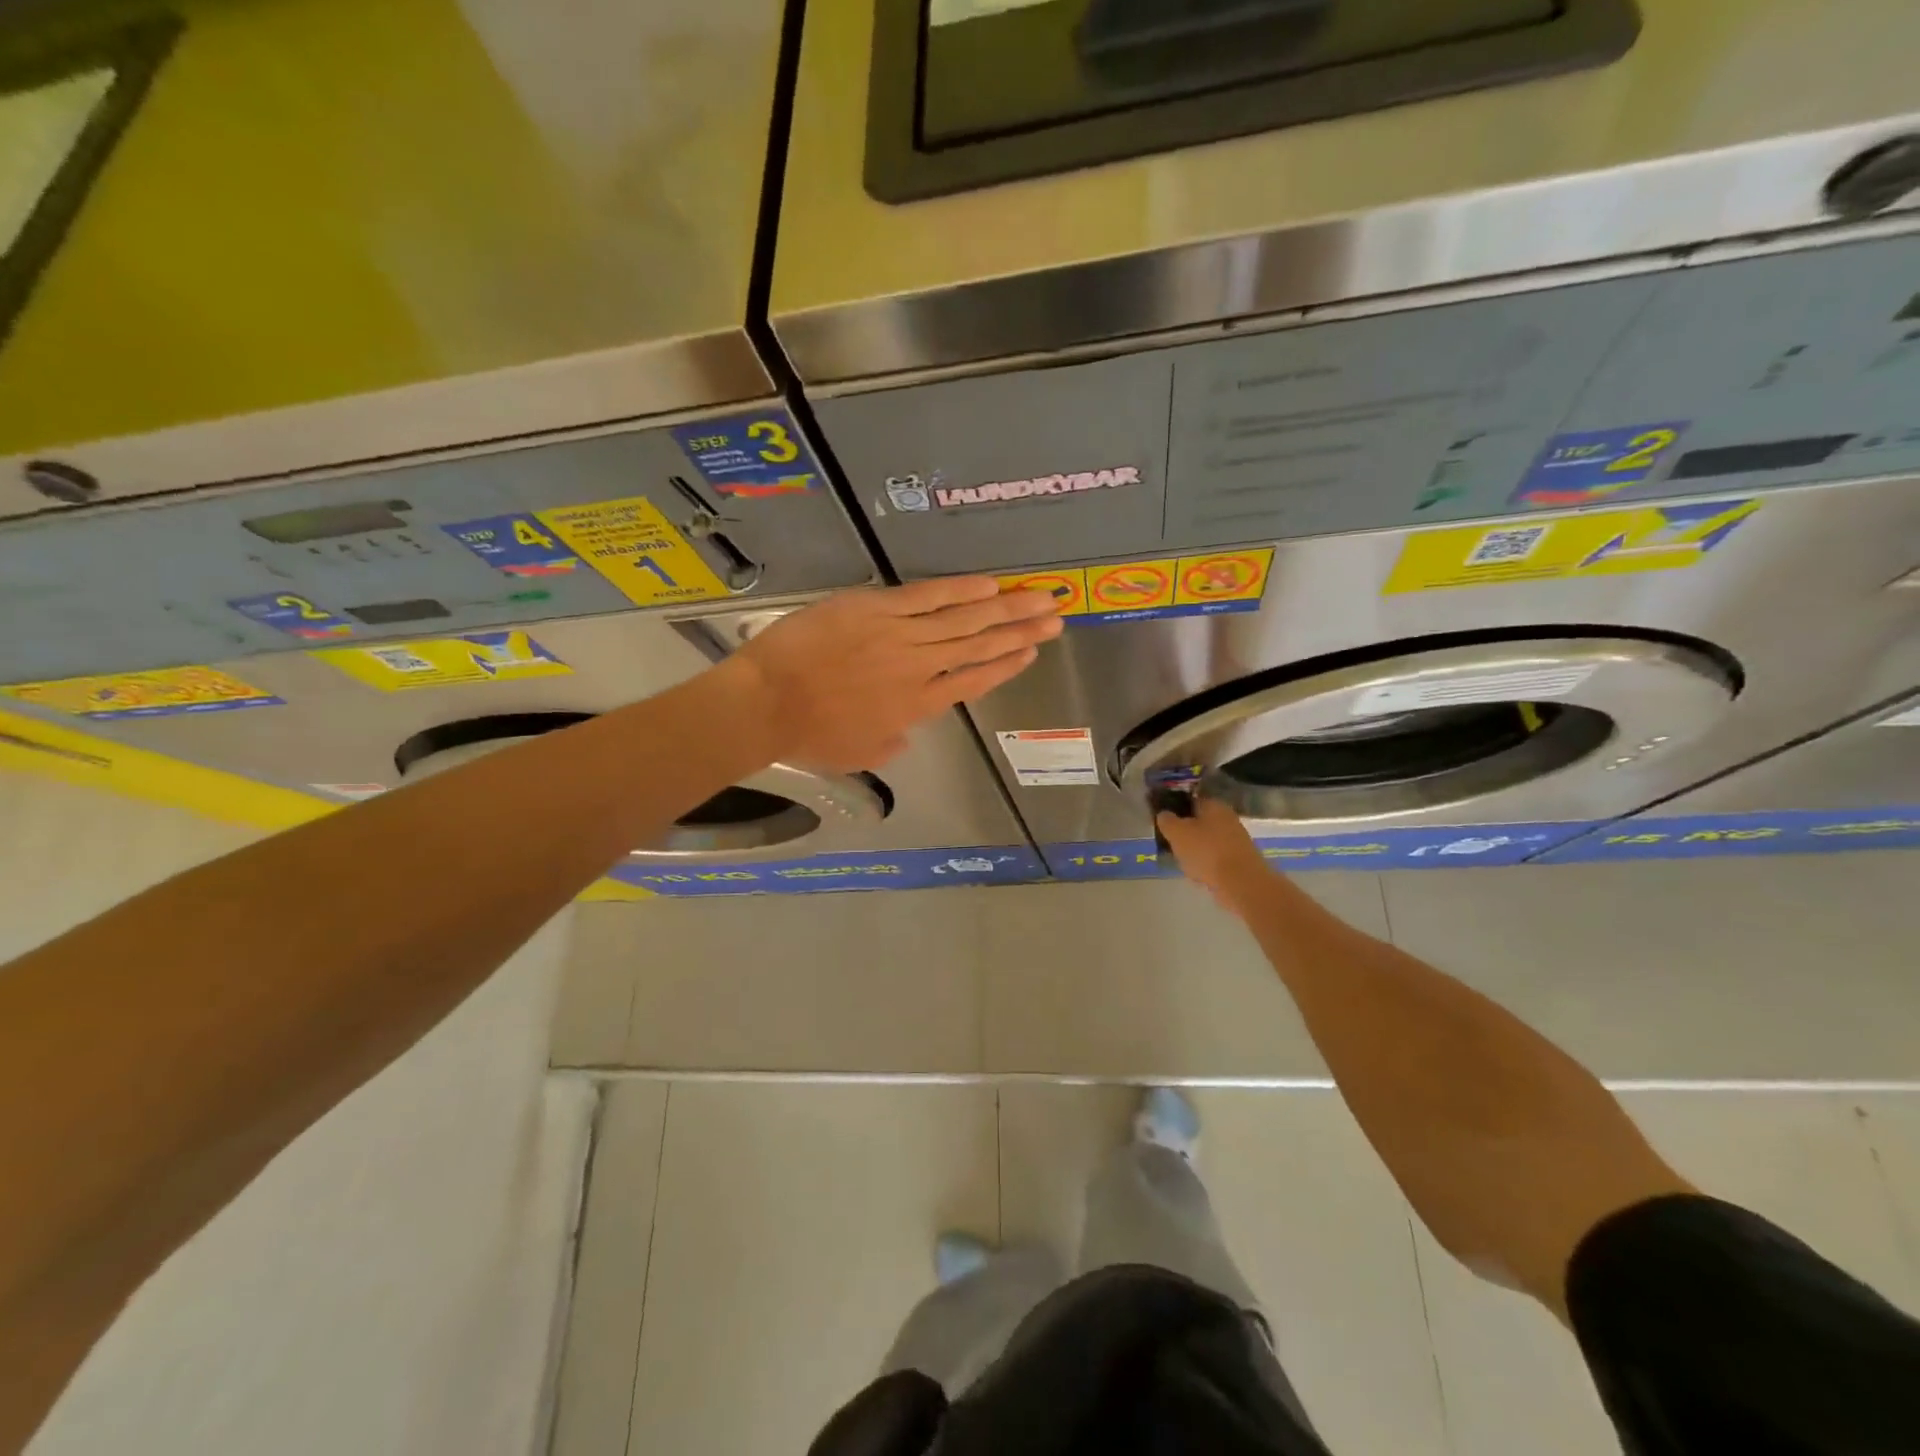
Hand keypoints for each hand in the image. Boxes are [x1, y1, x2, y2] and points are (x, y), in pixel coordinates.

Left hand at [726, 577, 1062, 770]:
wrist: (768, 703)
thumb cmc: (809, 735)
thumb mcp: (857, 754)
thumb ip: (889, 744)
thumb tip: (905, 737)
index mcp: (917, 706)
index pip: (973, 682)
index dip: (1006, 666)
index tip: (1031, 651)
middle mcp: (920, 670)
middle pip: (980, 647)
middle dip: (1021, 631)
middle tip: (1056, 617)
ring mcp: (901, 636)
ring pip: (964, 621)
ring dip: (1006, 609)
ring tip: (1040, 597)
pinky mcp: (877, 609)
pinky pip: (928, 596)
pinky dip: (960, 590)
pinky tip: (990, 583)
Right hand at [1157, 797, 1273, 910]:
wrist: (1241, 883)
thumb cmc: (1206, 852)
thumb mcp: (1177, 833)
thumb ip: (1167, 821)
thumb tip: (1164, 814)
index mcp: (1213, 805)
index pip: (1190, 800)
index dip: (1175, 809)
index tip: (1163, 821)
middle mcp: (1228, 818)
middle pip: (1200, 821)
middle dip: (1186, 832)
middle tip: (1171, 843)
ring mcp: (1236, 839)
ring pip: (1208, 840)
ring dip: (1195, 849)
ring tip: (1183, 861)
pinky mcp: (1241, 859)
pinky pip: (1217, 857)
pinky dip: (1207, 864)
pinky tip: (1199, 874)